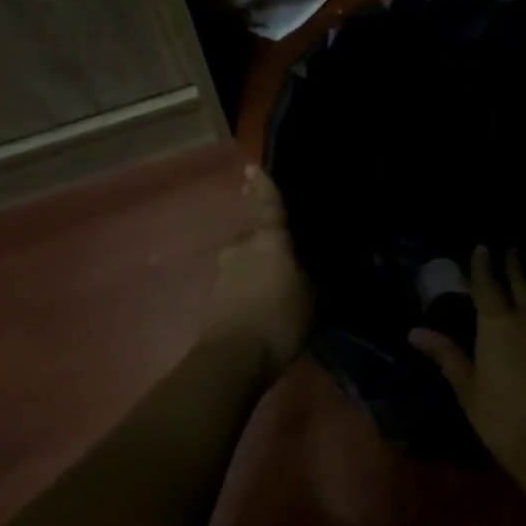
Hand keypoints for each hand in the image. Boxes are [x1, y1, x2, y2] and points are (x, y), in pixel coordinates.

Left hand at [205, 164, 312, 372]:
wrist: (233, 357)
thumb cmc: (280, 319)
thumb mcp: (311, 297)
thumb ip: (308, 274)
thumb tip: (307, 263)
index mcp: (269, 239)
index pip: (268, 204)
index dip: (262, 186)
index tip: (251, 167)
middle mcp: (242, 247)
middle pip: (254, 234)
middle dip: (264, 238)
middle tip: (283, 249)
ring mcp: (224, 271)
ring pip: (244, 258)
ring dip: (256, 265)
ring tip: (274, 283)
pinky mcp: (214, 296)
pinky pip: (237, 281)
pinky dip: (248, 285)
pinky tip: (261, 302)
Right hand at [409, 246, 525, 476]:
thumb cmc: (506, 419)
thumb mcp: (469, 389)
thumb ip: (446, 356)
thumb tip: (415, 332)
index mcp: (498, 323)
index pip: (488, 283)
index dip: (483, 264)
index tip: (482, 247)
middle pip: (522, 283)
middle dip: (514, 265)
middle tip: (511, 250)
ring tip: (523, 287)